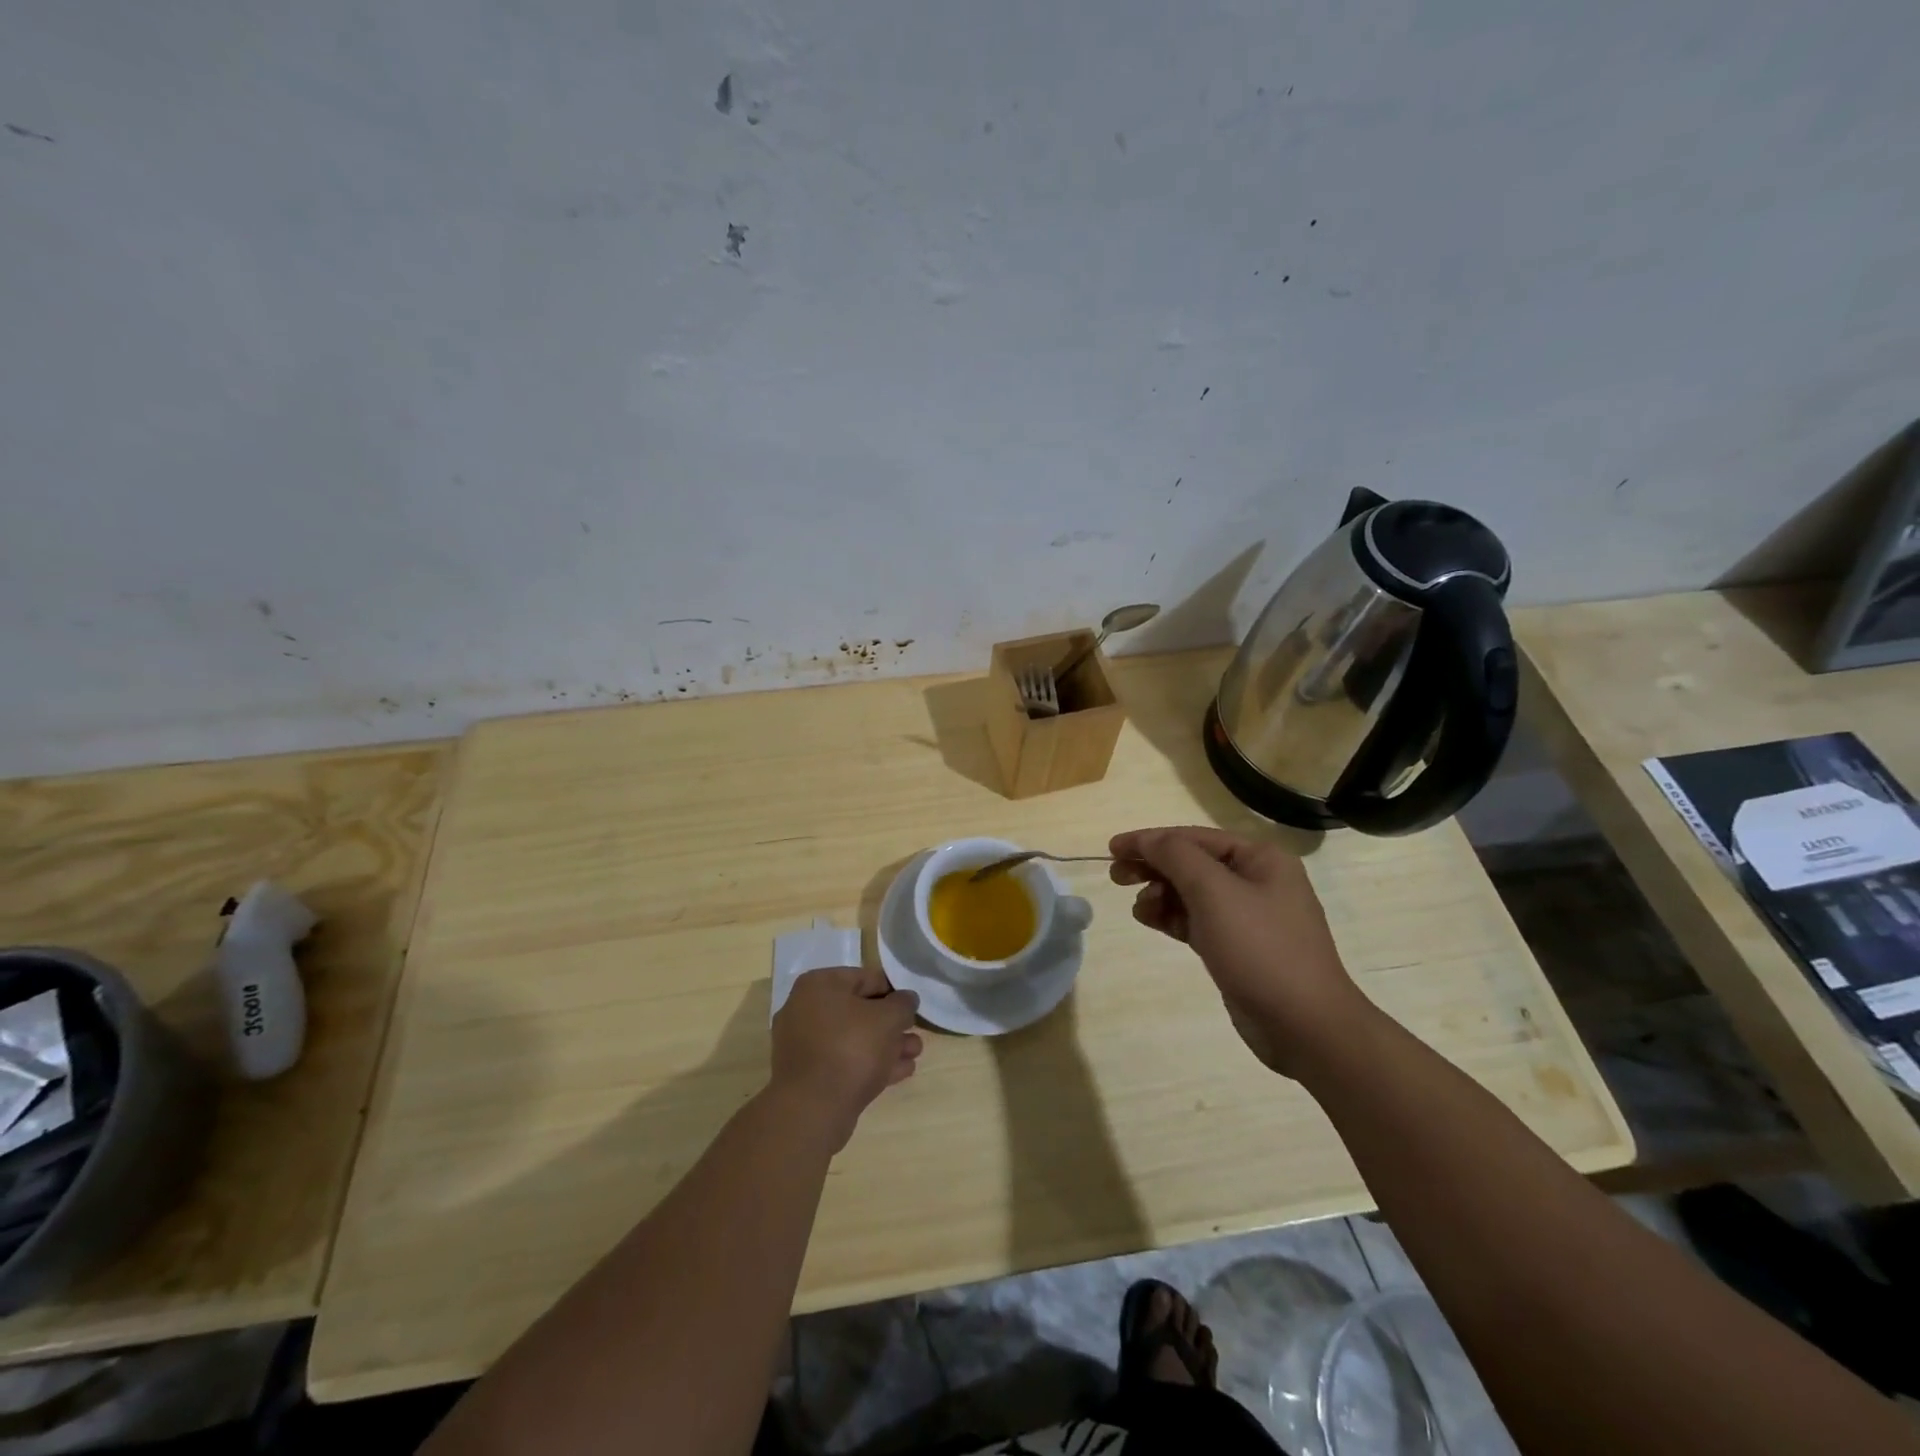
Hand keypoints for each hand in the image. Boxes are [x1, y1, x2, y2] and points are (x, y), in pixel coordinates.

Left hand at [770, 968, 922, 1148]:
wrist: (813, 1109)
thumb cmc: (851, 1048)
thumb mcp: (888, 1018)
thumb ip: (903, 1004)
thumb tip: (906, 1000)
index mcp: (819, 985)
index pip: (866, 978)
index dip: (894, 991)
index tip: (913, 1008)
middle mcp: (805, 1009)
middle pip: (859, 1011)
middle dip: (891, 1024)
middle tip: (915, 1034)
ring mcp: (803, 1045)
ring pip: (853, 1039)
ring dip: (885, 1045)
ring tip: (914, 1055)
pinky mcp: (808, 1076)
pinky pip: (844, 1061)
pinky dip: (870, 1064)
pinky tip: (899, 1072)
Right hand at [1110, 826, 1371, 1076]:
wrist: (1305, 1026)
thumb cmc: (1260, 949)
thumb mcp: (1215, 893)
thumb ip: (1177, 857)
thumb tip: (1148, 840)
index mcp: (1260, 858)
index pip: (1194, 837)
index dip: (1150, 840)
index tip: (1112, 848)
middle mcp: (1257, 880)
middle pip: (1192, 863)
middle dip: (1153, 867)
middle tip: (1116, 876)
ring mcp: (1248, 916)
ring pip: (1191, 893)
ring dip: (1160, 894)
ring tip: (1138, 908)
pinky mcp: (1238, 947)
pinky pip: (1196, 920)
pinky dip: (1172, 917)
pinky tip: (1150, 920)